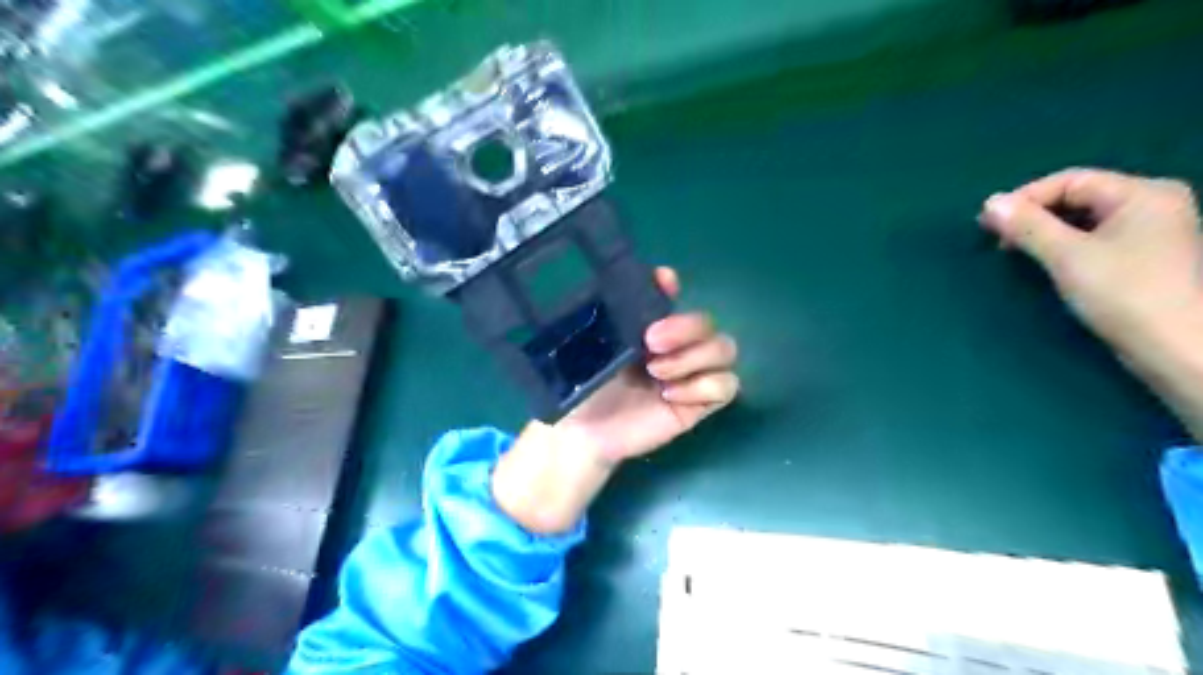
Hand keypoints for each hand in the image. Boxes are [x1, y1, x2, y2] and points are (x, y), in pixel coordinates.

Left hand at [557, 266, 742, 466]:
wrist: (583, 431)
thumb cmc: (584, 386)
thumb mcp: (593, 345)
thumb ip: (617, 312)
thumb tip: (653, 278)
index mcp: (648, 327)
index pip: (672, 296)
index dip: (671, 286)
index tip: (663, 282)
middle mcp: (675, 346)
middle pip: (708, 322)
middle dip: (685, 328)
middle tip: (651, 343)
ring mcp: (691, 374)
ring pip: (725, 350)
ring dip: (693, 358)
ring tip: (656, 373)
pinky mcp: (699, 403)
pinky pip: (726, 385)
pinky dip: (702, 386)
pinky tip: (670, 396)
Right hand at [983, 169, 1197, 359]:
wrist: (1177, 348)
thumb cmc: (1125, 294)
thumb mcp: (1068, 256)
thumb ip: (1028, 226)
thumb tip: (990, 203)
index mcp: (1143, 193)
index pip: (1071, 181)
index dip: (1025, 198)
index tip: (987, 224)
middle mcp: (1153, 204)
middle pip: (1078, 197)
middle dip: (1034, 215)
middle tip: (996, 239)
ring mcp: (1153, 231)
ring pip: (1085, 220)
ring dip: (1046, 232)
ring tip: (1016, 251)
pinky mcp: (1146, 257)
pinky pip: (1095, 238)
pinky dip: (1065, 245)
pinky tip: (1047, 262)